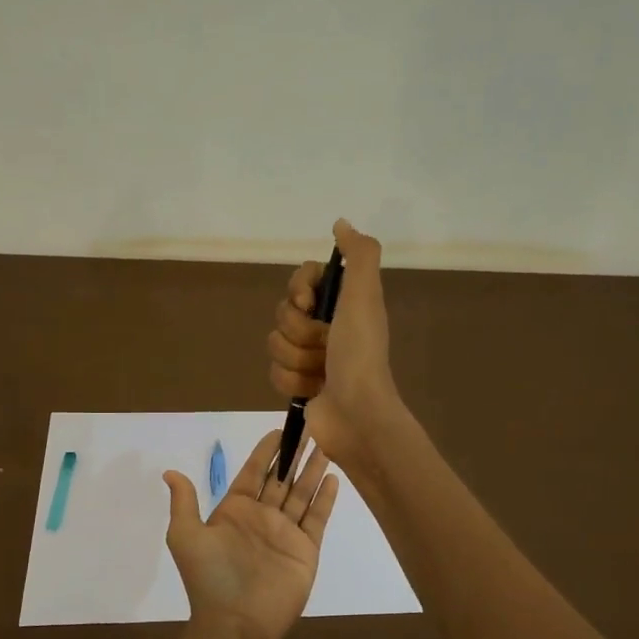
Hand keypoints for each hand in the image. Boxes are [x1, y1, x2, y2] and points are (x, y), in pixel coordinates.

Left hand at [162, 429, 337, 638]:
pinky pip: (316, 518)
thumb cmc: (210, 577)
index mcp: (234, 511)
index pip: (253, 473)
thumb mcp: (186, 535)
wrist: (236, 622)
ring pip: (301, 493)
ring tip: (326, 445)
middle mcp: (261, 517)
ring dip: (312, 470)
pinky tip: (332, 477)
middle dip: (294, 455)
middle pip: (281, 479)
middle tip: (311, 428)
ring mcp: (285, 533)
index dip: (266, 451)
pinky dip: (325, 499)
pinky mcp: (305, 549)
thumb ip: (184, 502)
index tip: (279, 430)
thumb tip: (170, 472)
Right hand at [266, 219, 401, 467]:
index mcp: (343, 304)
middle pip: (284, 312)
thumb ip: (358, 255)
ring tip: (321, 372)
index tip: (309, 303)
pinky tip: (312, 390)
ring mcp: (311, 357)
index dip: (299, 290)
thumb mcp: (364, 296)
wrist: (356, 414)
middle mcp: (327, 326)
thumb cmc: (360, 353)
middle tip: (324, 345)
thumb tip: (341, 223)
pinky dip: (291, 381)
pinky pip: (274, 371)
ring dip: (296, 359)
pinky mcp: (299, 384)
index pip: (301, 280)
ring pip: (275, 343)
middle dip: (299, 331)